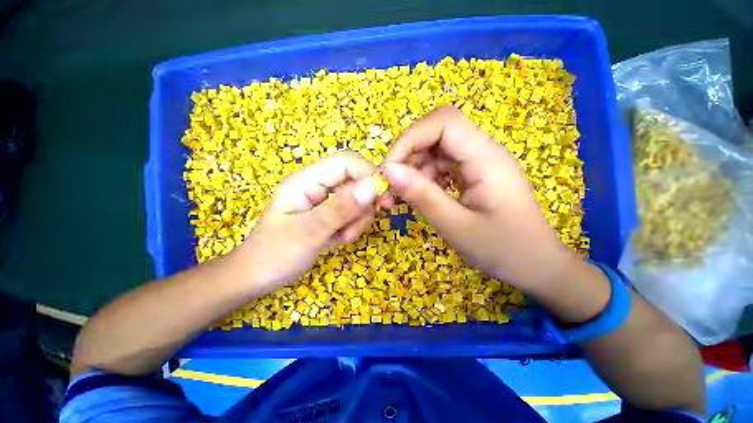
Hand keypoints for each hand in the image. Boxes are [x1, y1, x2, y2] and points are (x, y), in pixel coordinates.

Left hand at [231, 152, 380, 291]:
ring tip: (340, 239)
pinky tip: (338, 240)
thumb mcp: (308, 233)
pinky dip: (351, 227)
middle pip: (355, 181)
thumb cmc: (275, 255)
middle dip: (363, 205)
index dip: (369, 175)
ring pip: (357, 199)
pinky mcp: (329, 213)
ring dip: (357, 220)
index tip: (384, 200)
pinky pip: (352, 213)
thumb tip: (374, 186)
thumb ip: (341, 209)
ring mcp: (324, 200)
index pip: (346, 162)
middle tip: (354, 229)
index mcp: (306, 181)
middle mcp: (317, 185)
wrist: (258, 277)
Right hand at [383, 106, 580, 293]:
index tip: (389, 170)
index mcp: (486, 158)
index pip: (443, 123)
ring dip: (411, 170)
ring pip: (434, 150)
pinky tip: (416, 197)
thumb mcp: (456, 226)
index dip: (410, 139)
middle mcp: (482, 152)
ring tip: (396, 198)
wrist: (536, 265)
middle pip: (436, 132)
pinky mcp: (472, 174)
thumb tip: (389, 171)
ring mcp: (477, 162)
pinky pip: (440, 166)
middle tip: (389, 186)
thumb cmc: (503, 250)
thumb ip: (422, 196)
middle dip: (407, 155)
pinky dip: (422, 179)